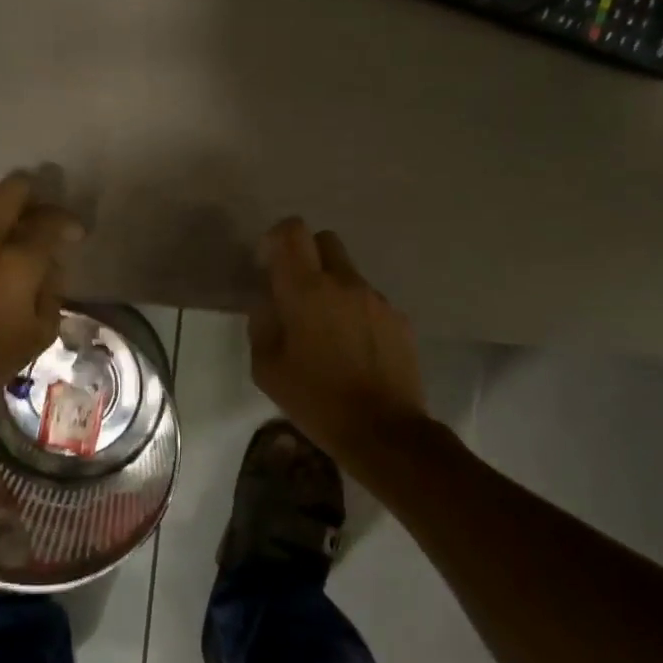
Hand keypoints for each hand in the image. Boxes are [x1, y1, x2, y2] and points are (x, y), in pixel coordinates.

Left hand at [0, 174, 84, 415]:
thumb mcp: (41, 332)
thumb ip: (52, 288)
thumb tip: (50, 263)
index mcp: (18, 261)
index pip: (51, 220)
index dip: (68, 223)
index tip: (73, 234)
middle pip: (13, 189)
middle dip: (33, 197)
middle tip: (37, 218)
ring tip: (2, 227)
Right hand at [248, 218, 427, 460]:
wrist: (383, 431)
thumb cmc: (315, 400)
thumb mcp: (266, 368)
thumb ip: (262, 323)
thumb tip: (269, 303)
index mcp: (306, 290)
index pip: (292, 231)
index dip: (276, 240)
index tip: (268, 266)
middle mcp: (344, 283)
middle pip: (325, 240)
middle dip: (306, 256)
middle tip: (296, 292)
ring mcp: (376, 299)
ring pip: (348, 273)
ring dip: (332, 288)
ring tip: (326, 331)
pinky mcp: (399, 319)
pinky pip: (369, 301)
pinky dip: (355, 312)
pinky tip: (352, 348)